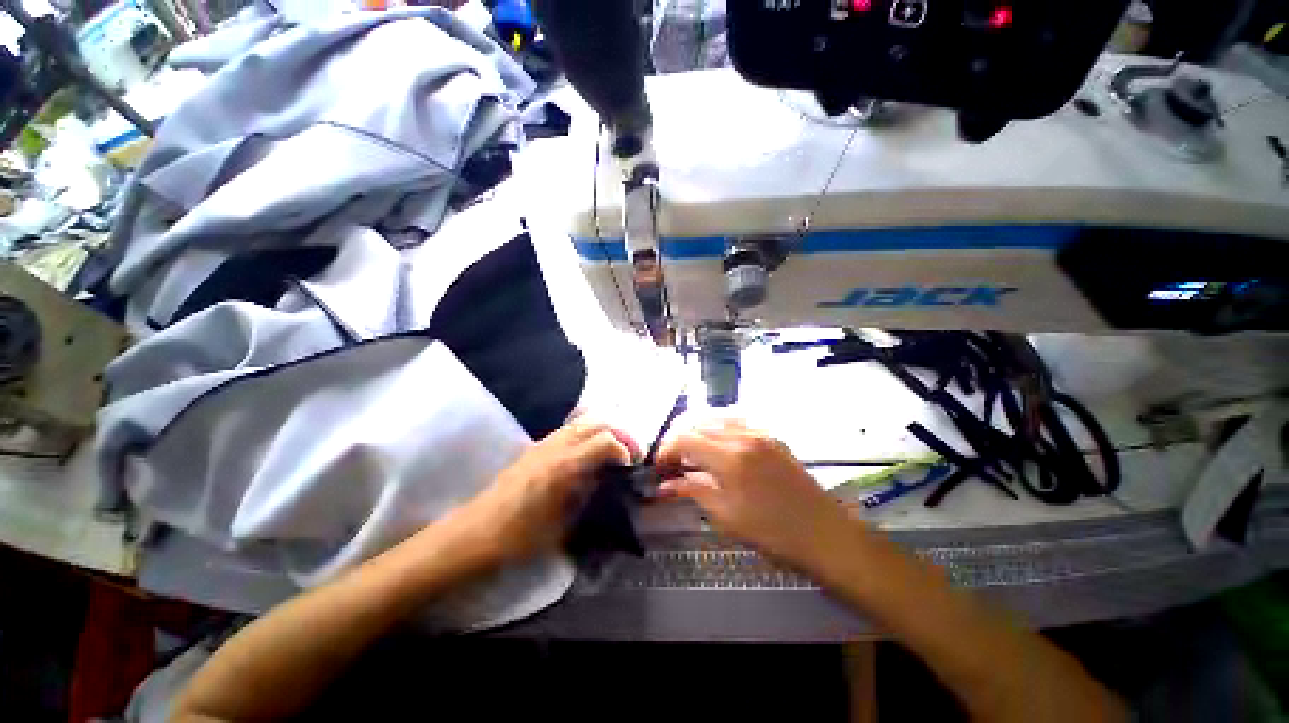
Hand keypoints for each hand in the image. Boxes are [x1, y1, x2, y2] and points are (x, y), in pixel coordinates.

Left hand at [458, 421, 638, 563]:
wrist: (477, 533)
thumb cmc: (522, 535)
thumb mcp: (564, 523)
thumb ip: (589, 493)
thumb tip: (606, 478)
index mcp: (565, 465)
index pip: (605, 440)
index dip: (624, 449)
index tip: (630, 466)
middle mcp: (556, 445)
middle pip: (597, 422)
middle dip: (618, 434)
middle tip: (627, 453)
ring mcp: (544, 443)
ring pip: (582, 422)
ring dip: (602, 431)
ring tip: (611, 451)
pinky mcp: (535, 447)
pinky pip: (568, 430)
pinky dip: (586, 434)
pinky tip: (586, 454)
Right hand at [656, 420, 850, 570]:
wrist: (824, 533)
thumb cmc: (773, 533)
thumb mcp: (726, 517)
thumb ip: (692, 492)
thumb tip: (663, 487)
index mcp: (730, 458)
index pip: (684, 438)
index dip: (666, 449)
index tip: (659, 467)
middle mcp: (743, 436)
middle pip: (698, 422)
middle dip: (678, 437)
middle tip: (670, 459)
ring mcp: (759, 432)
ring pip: (716, 416)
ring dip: (696, 428)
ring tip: (688, 448)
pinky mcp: (771, 435)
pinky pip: (736, 419)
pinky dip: (718, 424)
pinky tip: (714, 440)